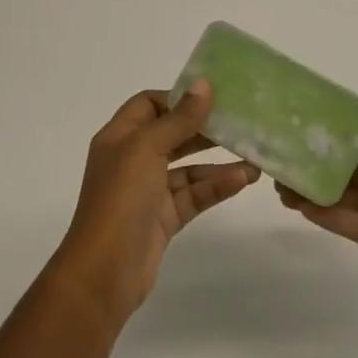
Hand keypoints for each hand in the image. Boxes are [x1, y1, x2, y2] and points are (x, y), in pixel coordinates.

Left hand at [51, 80, 259, 326]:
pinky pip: (194, 194)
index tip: (212, 96)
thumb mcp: (148, 149)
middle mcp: (133, 159)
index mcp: (120, 137)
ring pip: (188, 167)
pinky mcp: (165, 218)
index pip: (149, 104)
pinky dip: (217, 186)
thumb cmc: (120, 199)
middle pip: (172, 134)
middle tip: (239, 121)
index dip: (178, 98)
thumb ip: (179, 118)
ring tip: (253, 156)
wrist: (104, 273)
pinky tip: (243, 180)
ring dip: (218, 161)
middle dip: (204, 128)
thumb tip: (203, 84)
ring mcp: (149, 190)